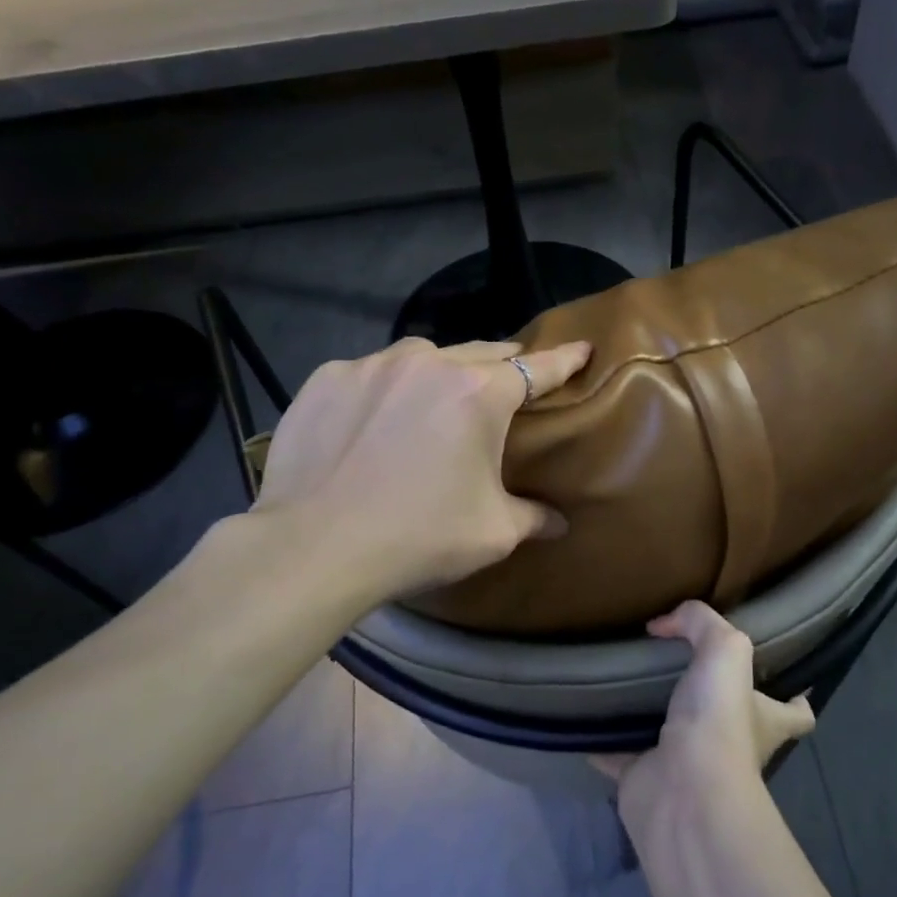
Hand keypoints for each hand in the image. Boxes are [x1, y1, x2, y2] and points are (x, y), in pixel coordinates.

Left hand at [247, 335, 591, 603]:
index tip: (582, 348)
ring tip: (438, 400)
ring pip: (422, 357)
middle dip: (503, 365)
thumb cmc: (419, 537)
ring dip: (441, 372)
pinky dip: (386, 388)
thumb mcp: (492, 533)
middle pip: (481, 353)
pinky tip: (376, 419)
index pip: (537, 368)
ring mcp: (372, 365)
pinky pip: (371, 373)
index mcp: (479, 394)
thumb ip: (533, 518)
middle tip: (512, 382)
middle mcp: (428, 364)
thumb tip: (559, 523)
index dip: (564, 360)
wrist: (314, 548)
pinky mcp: (326, 379)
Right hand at [595, 601, 815, 822]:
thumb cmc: (718, 721)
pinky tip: (589, 712)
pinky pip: (620, 754)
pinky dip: (604, 739)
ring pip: (672, 736)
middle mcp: (731, 746)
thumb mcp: (725, 650)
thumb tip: (664, 624)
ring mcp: (687, 767)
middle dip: (710, 697)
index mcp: (764, 721)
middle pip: (729, 720)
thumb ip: (701, 622)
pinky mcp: (645, 778)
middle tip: (680, 663)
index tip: (781, 675)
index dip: (794, 695)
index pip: (795, 713)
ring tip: (629, 678)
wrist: (681, 792)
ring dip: (653, 714)